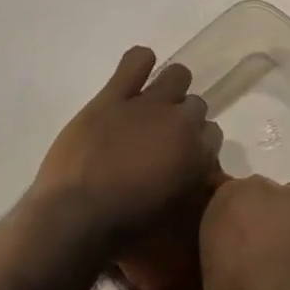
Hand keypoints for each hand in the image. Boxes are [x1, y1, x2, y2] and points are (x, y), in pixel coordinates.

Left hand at [30, 47, 222, 245]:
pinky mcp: (113, 97)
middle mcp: (181, 123)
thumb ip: (188, 186)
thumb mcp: (172, 213)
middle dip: (184, 117)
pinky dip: (140, 62)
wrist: (77, 217)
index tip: (183, 153)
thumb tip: (188, 173)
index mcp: (198, 155)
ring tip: (153, 101)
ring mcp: (147, 105)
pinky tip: (136, 71)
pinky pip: (136, 61)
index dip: (197, 142)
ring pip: (177, 76)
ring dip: (170, 87)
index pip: (212, 134)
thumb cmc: (125, 228)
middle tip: (163, 134)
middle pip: (197, 105)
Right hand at [199, 148, 289, 289]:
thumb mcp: (209, 267)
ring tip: (289, 238)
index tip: (232, 237)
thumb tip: (231, 248)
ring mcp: (289, 195)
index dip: (231, 219)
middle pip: (257, 194)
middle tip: (260, 246)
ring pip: (287, 195)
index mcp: (221, 199)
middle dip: (258, 215)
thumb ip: (220, 245)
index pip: (224, 196)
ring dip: (286, 211)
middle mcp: (254, 187)